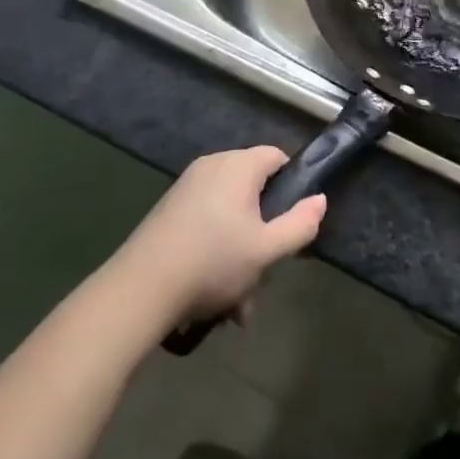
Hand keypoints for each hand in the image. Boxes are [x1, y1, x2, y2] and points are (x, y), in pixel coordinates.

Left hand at [115, 147, 325, 327]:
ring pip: (229, 214)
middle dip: (263, 233)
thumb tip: (320, 200)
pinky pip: (205, 222)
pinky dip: (215, 250)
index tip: (293, 221)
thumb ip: (300, 224)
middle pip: (252, 189)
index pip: (276, 156)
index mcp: (238, 165)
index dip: (292, 184)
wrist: (140, 289)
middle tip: (264, 273)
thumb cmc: (212, 262)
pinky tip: (213, 296)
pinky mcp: (168, 210)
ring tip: (237, 302)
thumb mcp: (266, 250)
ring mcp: (186, 187)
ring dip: (240, 252)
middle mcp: (212, 165)